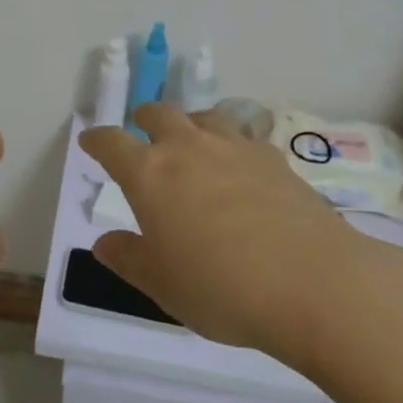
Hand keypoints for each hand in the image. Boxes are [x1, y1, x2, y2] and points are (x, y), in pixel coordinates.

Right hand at [80, 105, 365, 367]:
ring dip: (190, 123)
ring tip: (192, 141)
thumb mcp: (163, 284)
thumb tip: (103, 243)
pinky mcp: (273, 157)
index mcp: (150, 174)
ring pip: (203, 116)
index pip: (112, 143)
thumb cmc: (221, 288)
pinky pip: (243, 137)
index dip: (97, 139)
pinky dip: (231, 144)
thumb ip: (129, 259)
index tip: (90, 141)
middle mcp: (188, 148)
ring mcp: (234, 147)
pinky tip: (240, 166)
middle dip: (144, 119)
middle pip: (159, 114)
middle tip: (142, 133)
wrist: (311, 282)